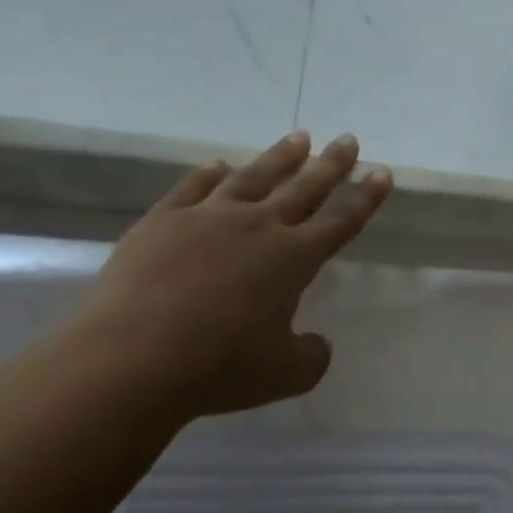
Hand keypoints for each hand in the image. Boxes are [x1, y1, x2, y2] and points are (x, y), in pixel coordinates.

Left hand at [80, 132, 392, 418]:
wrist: (130, 360)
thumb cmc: (218, 367)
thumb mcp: (284, 374)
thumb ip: (311, 356)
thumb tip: (317, 344)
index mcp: (295, 258)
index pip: (342, 221)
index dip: (366, 197)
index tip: (382, 171)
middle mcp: (259, 227)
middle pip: (305, 187)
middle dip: (332, 163)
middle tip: (348, 139)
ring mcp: (208, 218)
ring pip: (254, 178)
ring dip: (280, 157)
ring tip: (298, 138)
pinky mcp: (162, 222)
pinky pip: (192, 189)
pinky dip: (209, 175)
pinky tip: (218, 166)